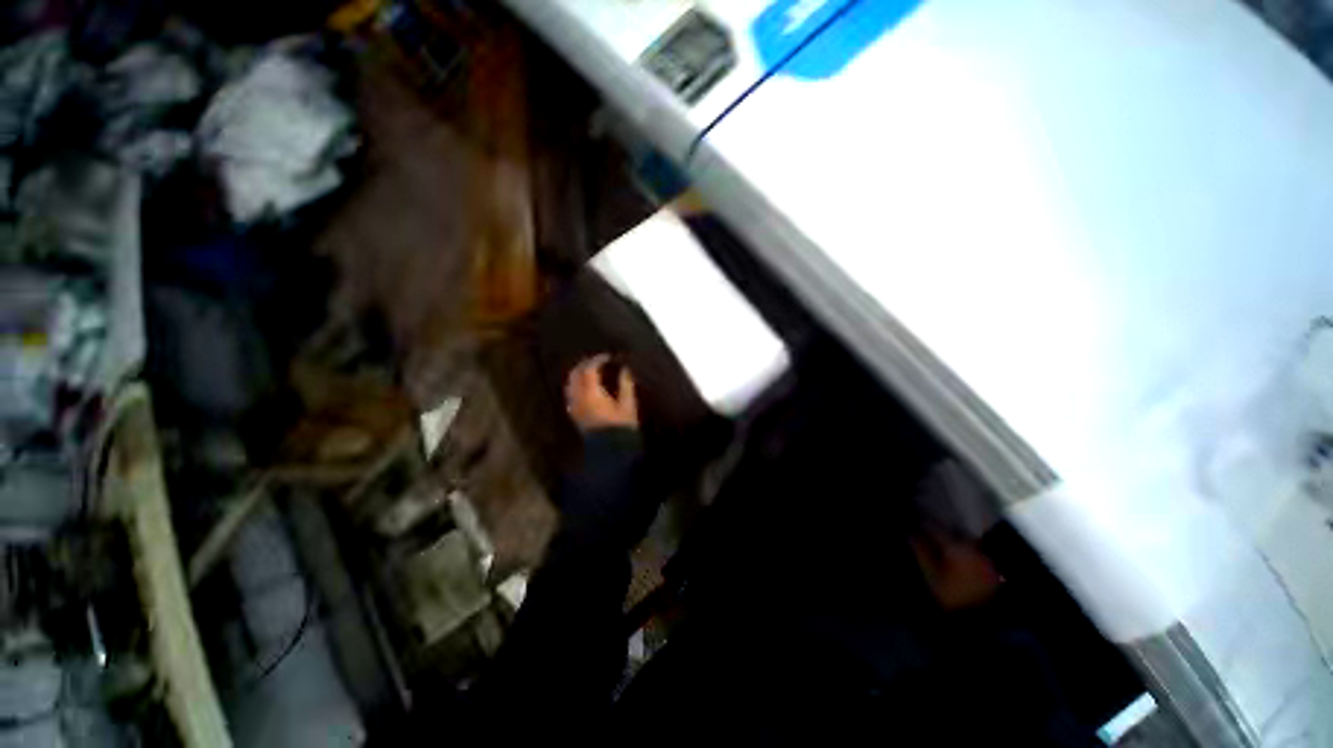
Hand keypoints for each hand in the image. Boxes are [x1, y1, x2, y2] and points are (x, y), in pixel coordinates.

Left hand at [564, 355, 637, 431]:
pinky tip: (586, 387)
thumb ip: (626, 385)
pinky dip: (576, 385)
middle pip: (575, 374)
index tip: (608, 356)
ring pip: (570, 384)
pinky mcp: (575, 415)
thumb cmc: (621, 428)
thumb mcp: (628, 405)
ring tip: (590, 371)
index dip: (597, 360)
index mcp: (592, 394)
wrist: (610, 451)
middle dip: (584, 364)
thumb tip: (625, 369)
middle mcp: (579, 398)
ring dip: (578, 374)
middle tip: (597, 360)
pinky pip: (571, 394)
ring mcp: (575, 407)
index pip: (589, 370)